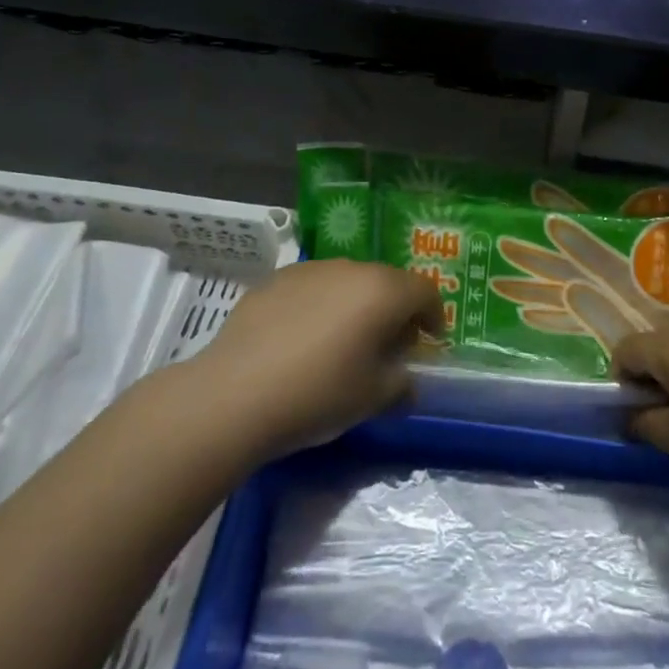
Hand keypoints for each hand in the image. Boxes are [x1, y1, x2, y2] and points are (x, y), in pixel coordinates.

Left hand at [184, 260, 443, 462]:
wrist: (234, 394)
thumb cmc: (318, 394)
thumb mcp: (373, 399)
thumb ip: (401, 386)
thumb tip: (406, 381)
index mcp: (382, 291)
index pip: (424, 291)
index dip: (433, 315)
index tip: (430, 340)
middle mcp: (349, 269)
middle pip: (385, 282)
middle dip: (394, 310)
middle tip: (389, 345)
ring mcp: (309, 270)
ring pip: (347, 282)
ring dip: (355, 305)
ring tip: (343, 342)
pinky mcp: (274, 280)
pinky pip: (312, 288)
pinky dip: (320, 307)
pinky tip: (302, 340)